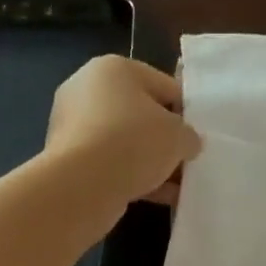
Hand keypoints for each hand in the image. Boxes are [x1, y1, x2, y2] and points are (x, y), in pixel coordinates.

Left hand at [38, 56, 200, 230]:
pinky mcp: (68, 159)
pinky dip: (133, 178)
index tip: (198, 137)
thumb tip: (188, 143)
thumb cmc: (133, 143)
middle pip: (141, 115)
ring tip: (177, 186)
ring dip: (151, 164)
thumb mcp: (177, 136)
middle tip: (186, 162)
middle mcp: (88, 90)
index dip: (186, 111)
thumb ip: (189, 136)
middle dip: (165, 141)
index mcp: (114, 68)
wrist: (81, 185)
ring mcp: (73, 126)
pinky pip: (110, 165)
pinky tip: (159, 197)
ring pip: (125, 144)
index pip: (164, 85)